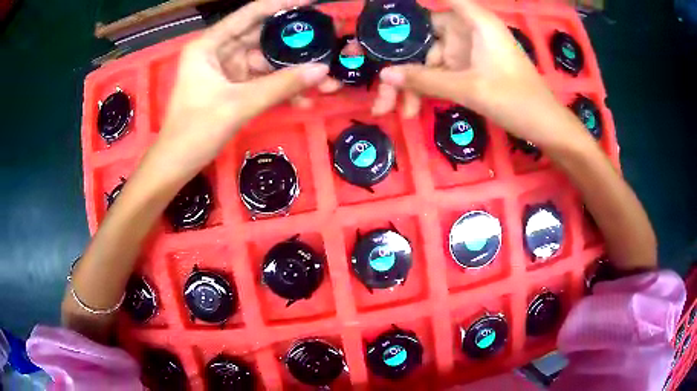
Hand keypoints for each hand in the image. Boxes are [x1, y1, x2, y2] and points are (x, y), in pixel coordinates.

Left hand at [150, 0, 328, 179]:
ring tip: (326, 80)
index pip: (251, 14)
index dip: (282, 5)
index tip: (313, 3)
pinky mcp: (232, 89)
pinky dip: (280, 90)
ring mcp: (226, 71)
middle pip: (262, 38)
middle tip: (328, 41)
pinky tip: (304, 100)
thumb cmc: (195, 131)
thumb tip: (322, 70)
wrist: (176, 165)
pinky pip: (261, 82)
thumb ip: (281, 86)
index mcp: (210, 44)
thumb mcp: (239, 104)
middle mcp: (218, 52)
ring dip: (292, 73)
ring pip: (265, 63)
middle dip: (294, 44)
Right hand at [377, 0, 583, 147]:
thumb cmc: (515, 99)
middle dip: (401, 61)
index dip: (411, 8)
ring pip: (429, 60)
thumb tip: (384, 75)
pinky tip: (411, 109)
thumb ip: (425, 80)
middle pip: (424, 36)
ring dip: (410, 83)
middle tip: (378, 83)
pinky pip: (440, 74)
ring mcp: (468, 52)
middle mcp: (468, 31)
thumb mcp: (469, 88)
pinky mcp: (469, 70)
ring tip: (390, 109)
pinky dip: (426, 89)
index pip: (442, 1)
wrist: (544, 127)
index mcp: (475, 22)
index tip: (384, 16)